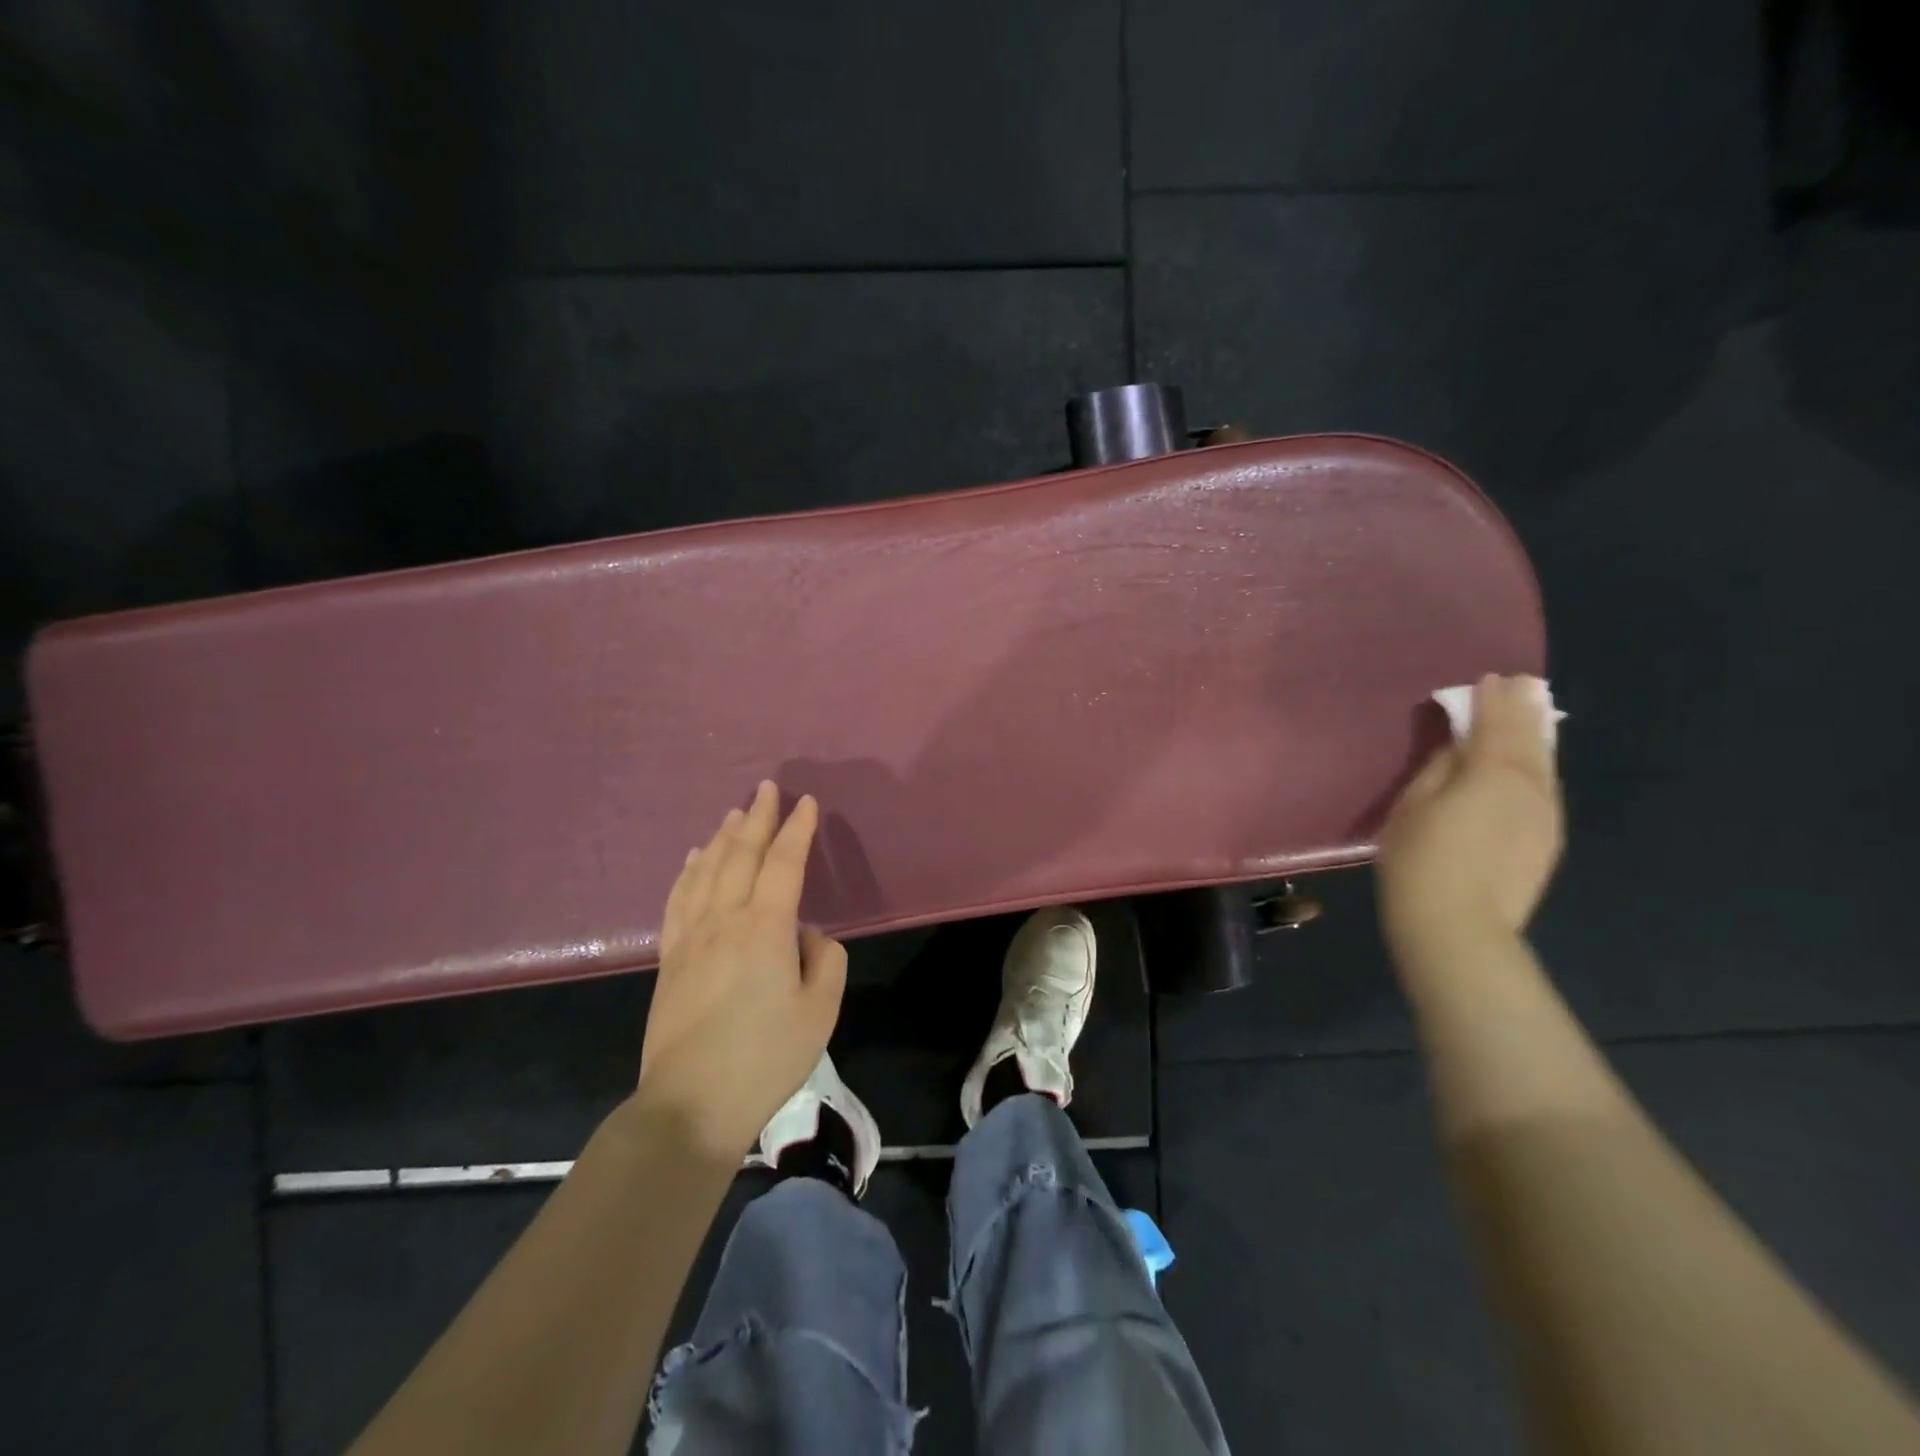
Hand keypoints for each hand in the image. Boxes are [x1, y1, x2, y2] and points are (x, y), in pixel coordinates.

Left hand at [636, 781, 847, 1161]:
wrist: (691, 1105)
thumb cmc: (765, 1058)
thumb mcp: (820, 1011)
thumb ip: (825, 960)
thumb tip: (806, 935)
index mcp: (765, 928)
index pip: (784, 862)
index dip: (797, 829)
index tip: (807, 802)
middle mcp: (724, 920)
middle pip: (740, 855)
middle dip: (757, 818)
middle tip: (766, 788)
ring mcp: (690, 938)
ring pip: (706, 871)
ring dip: (723, 837)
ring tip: (734, 813)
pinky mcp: (670, 959)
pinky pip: (678, 900)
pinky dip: (688, 872)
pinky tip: (692, 859)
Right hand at [1376, 675, 1563, 964]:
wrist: (1458, 926)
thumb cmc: (1420, 859)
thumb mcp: (1414, 804)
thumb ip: (1440, 768)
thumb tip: (1458, 748)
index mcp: (1493, 771)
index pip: (1496, 723)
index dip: (1491, 699)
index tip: (1490, 678)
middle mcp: (1531, 786)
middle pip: (1530, 738)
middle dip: (1523, 709)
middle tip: (1521, 684)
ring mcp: (1545, 814)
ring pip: (1544, 763)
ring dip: (1536, 735)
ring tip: (1530, 714)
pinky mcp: (1548, 839)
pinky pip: (1544, 788)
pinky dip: (1537, 766)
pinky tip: (1529, 763)